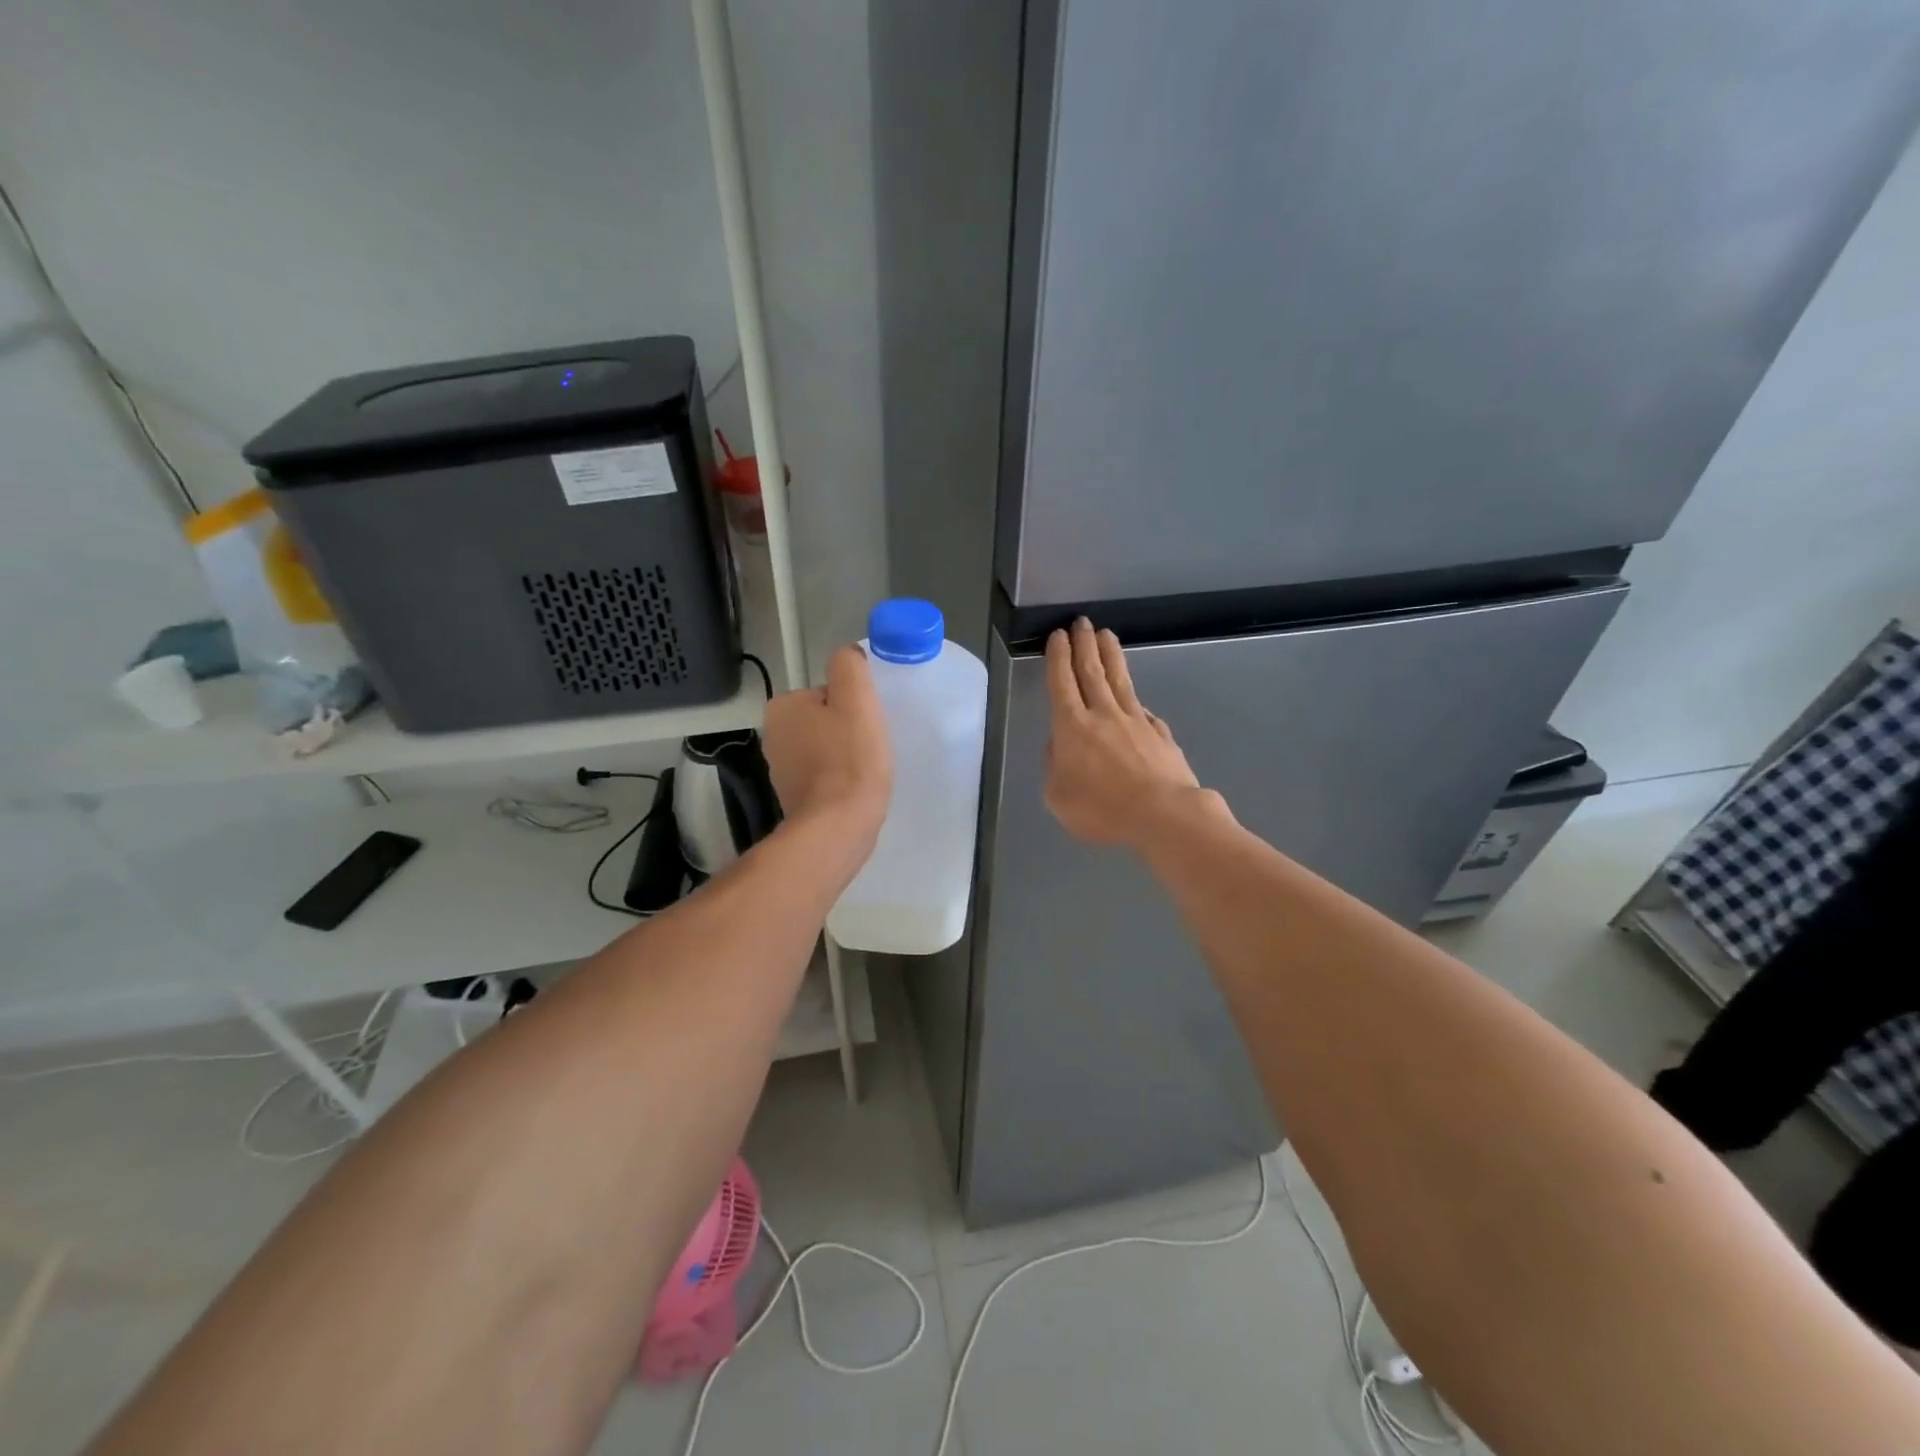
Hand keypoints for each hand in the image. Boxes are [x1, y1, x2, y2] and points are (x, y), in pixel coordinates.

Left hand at [762, 644, 892, 849]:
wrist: (839, 825)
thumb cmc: (850, 758)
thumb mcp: (856, 697)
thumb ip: (849, 666)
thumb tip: (848, 656)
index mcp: (782, 707)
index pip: (827, 693)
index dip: (853, 705)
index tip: (866, 724)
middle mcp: (773, 735)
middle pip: (825, 720)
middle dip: (847, 730)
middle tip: (870, 746)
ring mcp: (781, 770)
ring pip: (825, 749)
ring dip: (845, 756)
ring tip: (865, 770)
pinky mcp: (794, 798)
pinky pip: (824, 777)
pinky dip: (839, 780)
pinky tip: (855, 789)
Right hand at [1043, 618, 1218, 847]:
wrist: (1163, 815)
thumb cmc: (1103, 809)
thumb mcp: (1058, 797)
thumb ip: (1054, 767)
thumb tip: (1059, 747)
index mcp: (1072, 727)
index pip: (1062, 683)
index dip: (1058, 658)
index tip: (1058, 636)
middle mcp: (1104, 715)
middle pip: (1091, 672)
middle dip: (1084, 645)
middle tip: (1082, 622)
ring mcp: (1136, 721)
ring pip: (1120, 681)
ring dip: (1110, 656)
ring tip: (1107, 636)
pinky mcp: (1160, 734)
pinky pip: (1143, 711)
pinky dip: (1135, 700)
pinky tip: (1135, 699)